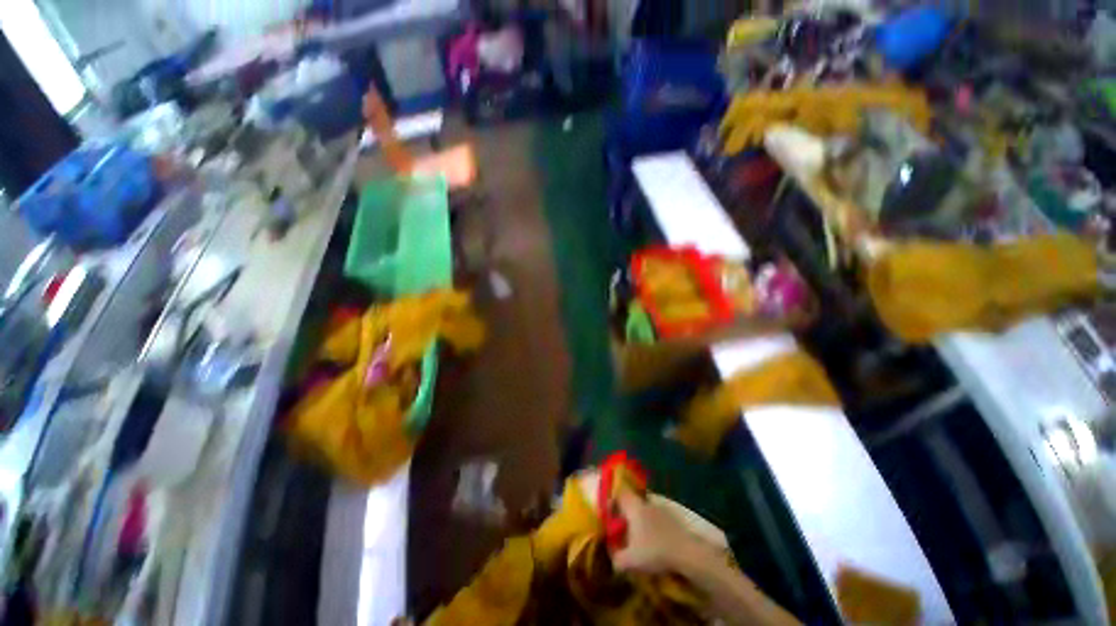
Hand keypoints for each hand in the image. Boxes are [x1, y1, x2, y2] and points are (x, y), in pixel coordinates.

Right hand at [612, 492, 712, 574]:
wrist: (687, 553)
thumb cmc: (654, 551)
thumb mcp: (630, 561)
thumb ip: (616, 558)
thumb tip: (612, 559)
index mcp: (634, 506)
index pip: (619, 494)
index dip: (612, 501)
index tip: (608, 514)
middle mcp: (646, 503)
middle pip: (632, 500)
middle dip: (626, 511)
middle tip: (622, 527)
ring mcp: (661, 509)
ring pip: (645, 509)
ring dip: (640, 519)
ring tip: (638, 536)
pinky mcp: (673, 518)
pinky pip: (657, 517)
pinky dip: (652, 525)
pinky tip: (654, 540)